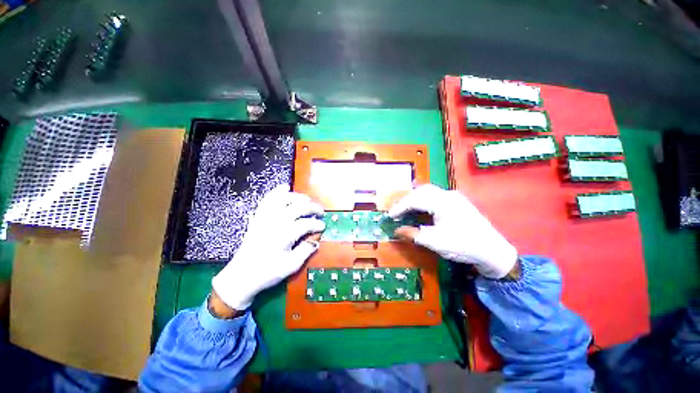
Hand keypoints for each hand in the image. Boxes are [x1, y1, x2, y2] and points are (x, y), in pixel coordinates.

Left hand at [212, 185, 324, 309]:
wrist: (242, 276)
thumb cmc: (267, 272)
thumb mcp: (291, 266)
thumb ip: (305, 251)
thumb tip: (316, 241)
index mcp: (285, 234)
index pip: (306, 223)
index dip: (317, 224)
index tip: (323, 226)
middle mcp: (275, 222)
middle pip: (298, 207)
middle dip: (312, 207)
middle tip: (320, 211)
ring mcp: (265, 218)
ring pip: (283, 199)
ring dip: (297, 197)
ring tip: (307, 200)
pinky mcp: (258, 218)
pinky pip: (267, 200)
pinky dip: (276, 192)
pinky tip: (284, 188)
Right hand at [389, 184, 516, 278]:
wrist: (492, 251)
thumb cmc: (463, 245)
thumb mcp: (435, 242)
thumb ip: (413, 234)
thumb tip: (397, 230)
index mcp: (442, 202)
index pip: (414, 199)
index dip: (399, 207)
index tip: (389, 216)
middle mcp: (448, 195)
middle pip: (420, 191)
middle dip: (406, 200)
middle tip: (396, 212)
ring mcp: (454, 197)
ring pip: (428, 191)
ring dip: (414, 198)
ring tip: (405, 208)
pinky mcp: (457, 202)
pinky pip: (435, 195)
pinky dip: (423, 199)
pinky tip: (420, 205)